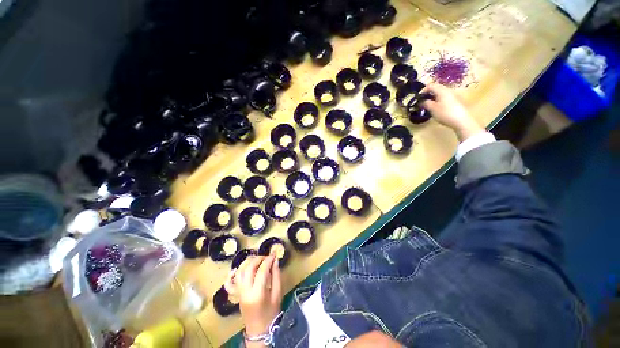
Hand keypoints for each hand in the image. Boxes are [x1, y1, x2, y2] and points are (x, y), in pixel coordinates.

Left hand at [225, 255, 281, 336]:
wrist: (259, 330)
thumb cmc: (271, 312)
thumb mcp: (278, 294)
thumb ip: (277, 276)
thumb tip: (275, 261)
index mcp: (258, 293)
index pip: (262, 271)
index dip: (268, 260)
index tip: (274, 255)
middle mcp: (246, 292)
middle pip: (249, 269)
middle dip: (258, 259)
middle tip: (266, 256)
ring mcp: (239, 293)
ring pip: (239, 272)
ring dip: (247, 263)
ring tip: (256, 259)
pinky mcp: (236, 295)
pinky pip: (229, 283)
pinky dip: (232, 275)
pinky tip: (237, 269)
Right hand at [420, 83, 483, 141]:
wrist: (461, 120)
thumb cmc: (445, 113)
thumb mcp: (432, 109)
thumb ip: (426, 103)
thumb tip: (422, 101)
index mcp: (442, 91)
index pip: (430, 86)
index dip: (423, 91)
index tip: (418, 98)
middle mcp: (448, 90)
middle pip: (436, 88)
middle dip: (428, 94)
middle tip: (423, 102)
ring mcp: (453, 95)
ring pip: (441, 93)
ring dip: (433, 97)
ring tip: (429, 106)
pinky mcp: (456, 101)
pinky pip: (445, 97)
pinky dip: (439, 100)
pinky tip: (437, 108)